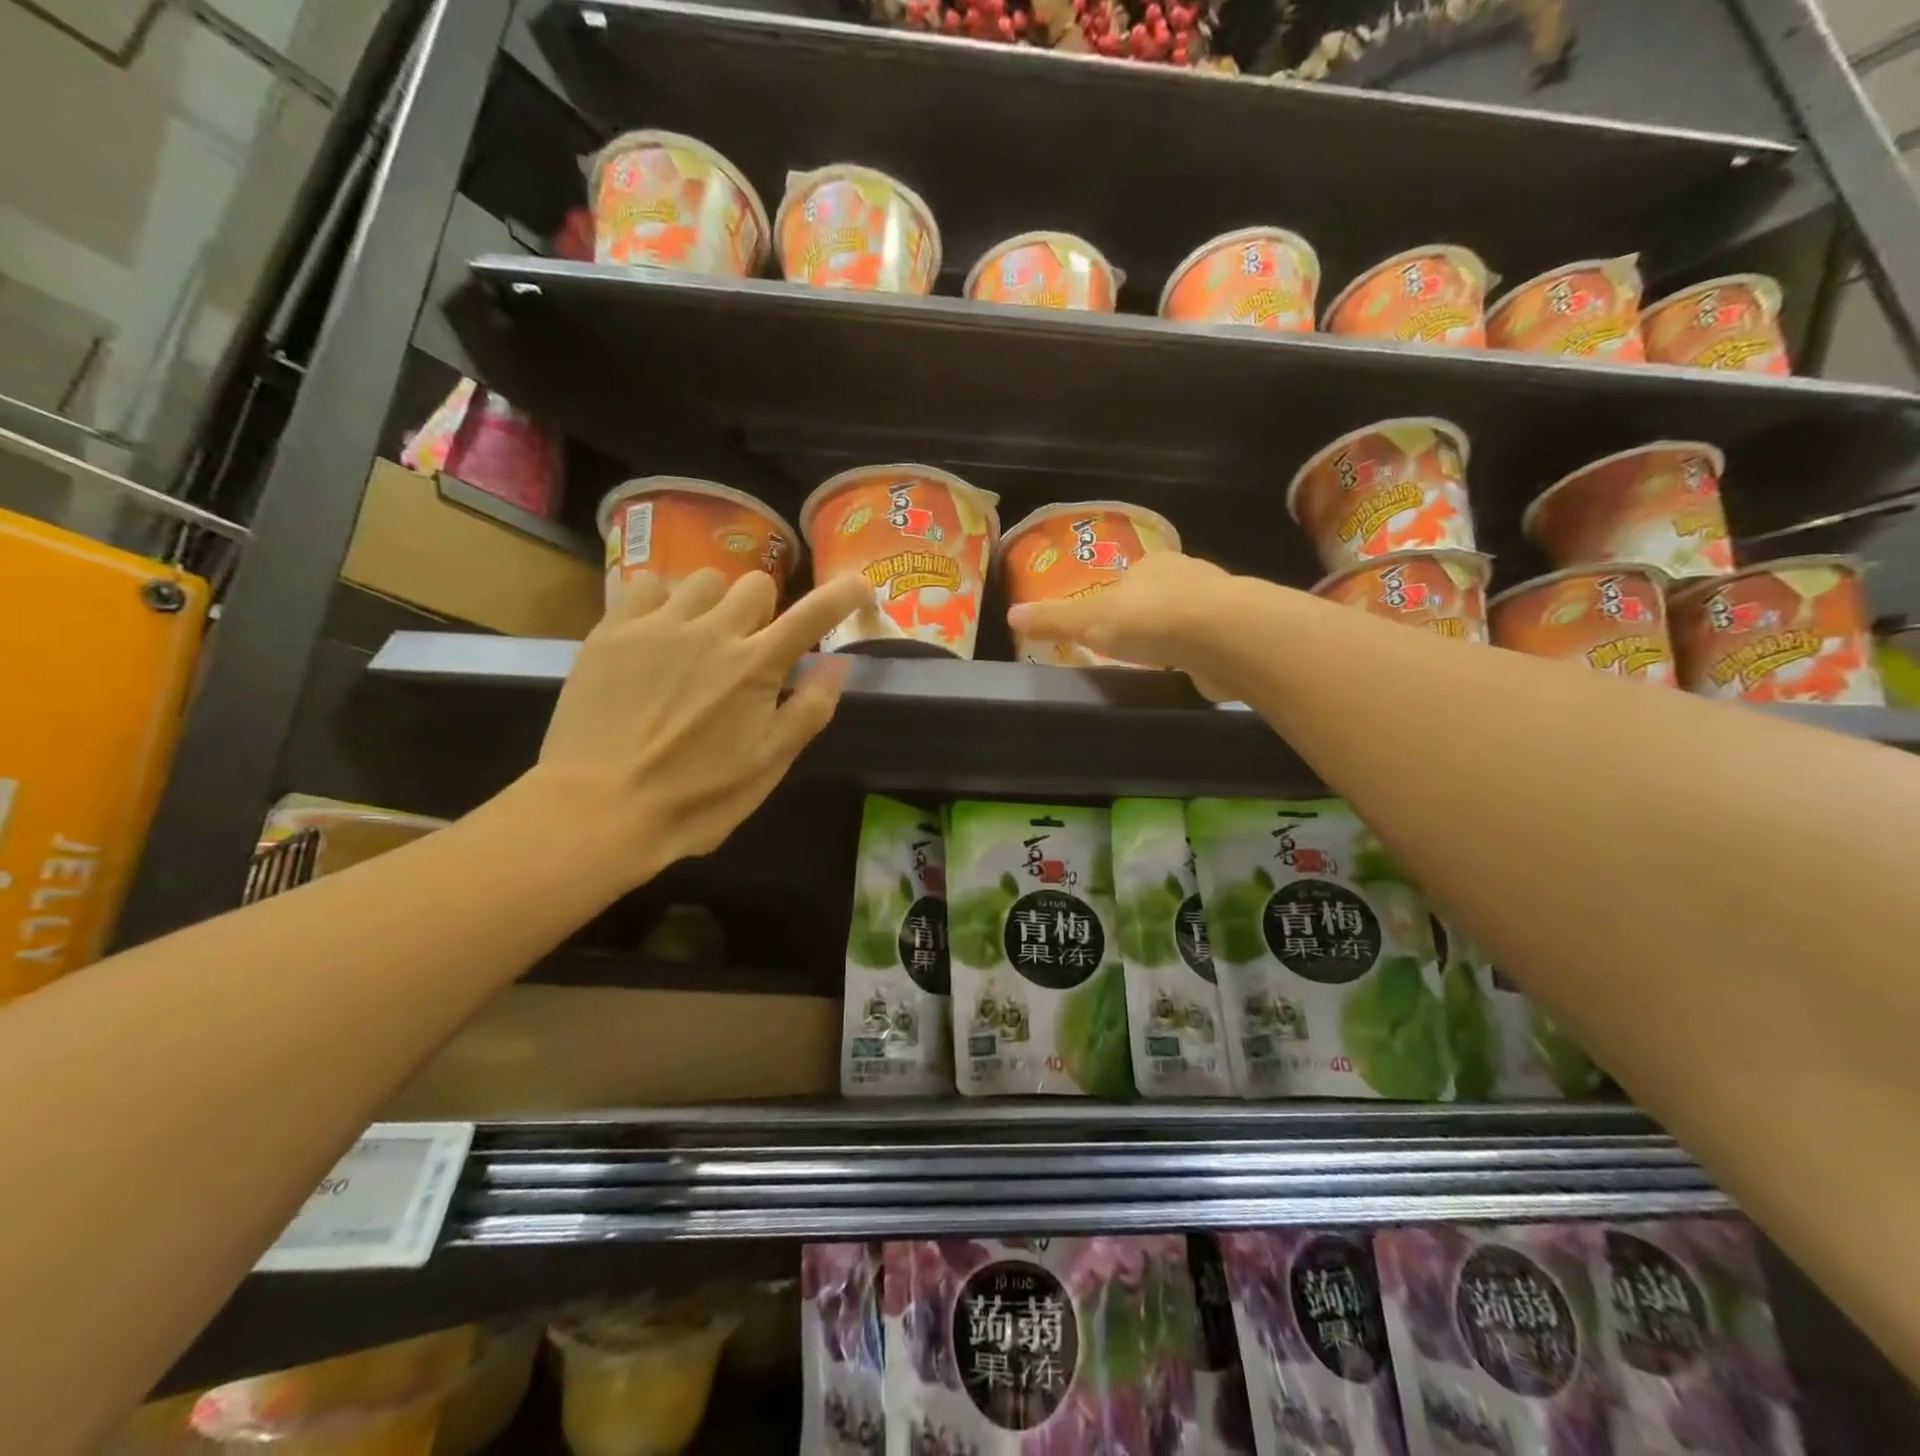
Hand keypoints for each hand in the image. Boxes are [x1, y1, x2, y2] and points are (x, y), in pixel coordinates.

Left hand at [529, 568, 869, 883]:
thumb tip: (837, 662)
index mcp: (757, 666)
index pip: (815, 613)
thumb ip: (810, 709)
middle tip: (751, 649)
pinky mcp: (612, 630)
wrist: (599, 808)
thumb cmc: (696, 798)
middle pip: (756, 584)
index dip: (845, 594)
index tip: (860, 589)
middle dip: (765, 611)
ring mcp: (658, 625)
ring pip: (704, 579)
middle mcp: (713, 631)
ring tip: (701, 639)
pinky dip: (664, 602)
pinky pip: (648, 586)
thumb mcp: (769, 765)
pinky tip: (657, 634)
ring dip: (716, 604)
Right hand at [1007, 552, 1238, 697]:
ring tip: (1157, 665)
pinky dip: (1197, 658)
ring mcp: (1218, 606)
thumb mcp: (1089, 619)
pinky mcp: (1236, 636)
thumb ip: (1054, 619)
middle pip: (1159, 597)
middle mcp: (1188, 576)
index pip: (1129, 578)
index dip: (1115, 600)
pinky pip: (1209, 645)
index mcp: (1152, 565)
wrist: (1223, 637)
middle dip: (1146, 618)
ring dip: (1174, 638)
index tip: (1105, 625)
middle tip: (1128, 647)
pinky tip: (1187, 674)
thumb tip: (1011, 614)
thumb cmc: (1149, 619)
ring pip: (1188, 620)